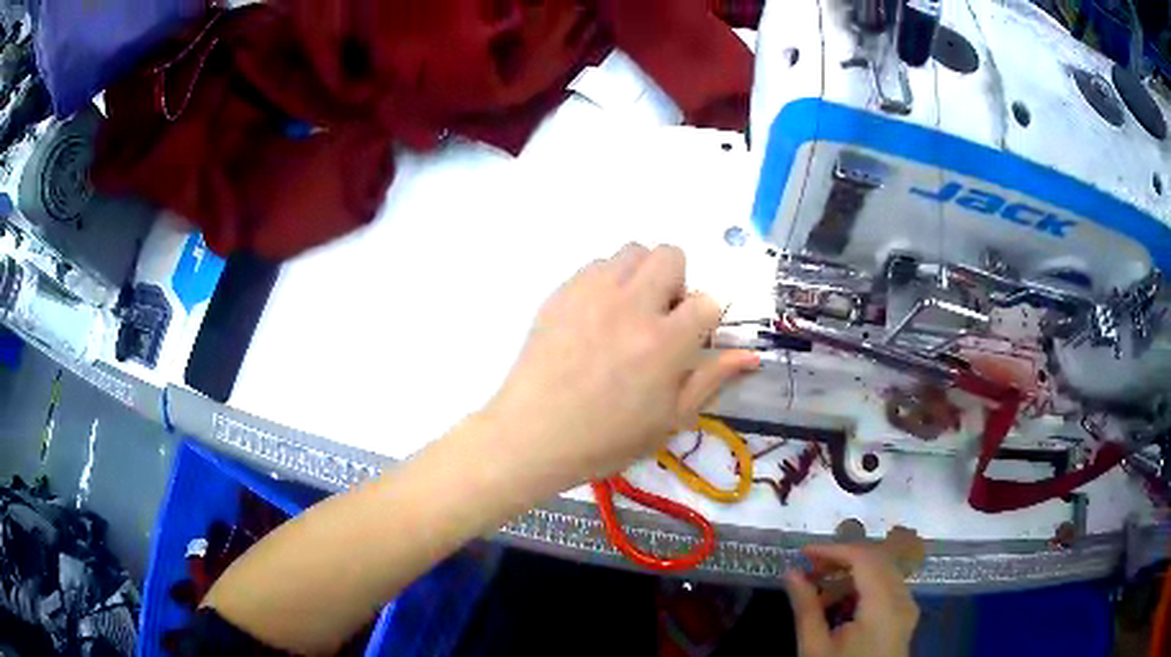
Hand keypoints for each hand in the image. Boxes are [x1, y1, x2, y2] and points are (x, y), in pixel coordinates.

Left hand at [484, 243, 758, 486]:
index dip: (707, 319)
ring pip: (632, 251)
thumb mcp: (670, 419)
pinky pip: (596, 264)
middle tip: (662, 318)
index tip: (692, 339)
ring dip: (642, 275)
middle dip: (677, 282)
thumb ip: (712, 379)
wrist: (534, 435)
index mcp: (664, 342)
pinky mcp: (562, 292)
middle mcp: (632, 305)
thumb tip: (751, 355)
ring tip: (628, 313)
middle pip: (671, 255)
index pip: (709, 301)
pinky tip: (596, 316)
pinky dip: (608, 281)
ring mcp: (592, 293)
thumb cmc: (607, 439)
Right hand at [785, 544, 919, 656]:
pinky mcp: (905, 616)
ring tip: (819, 591)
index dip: (833, 550)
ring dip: (852, 573)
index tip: (802, 553)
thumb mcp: (815, 648)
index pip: (864, 558)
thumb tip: (791, 572)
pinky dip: (864, 586)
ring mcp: (908, 607)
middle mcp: (903, 598)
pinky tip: (841, 603)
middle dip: (842, 559)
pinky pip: (888, 587)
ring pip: (883, 572)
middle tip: (809, 569)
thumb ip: (806, 608)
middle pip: (877, 560)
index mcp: (884, 605)